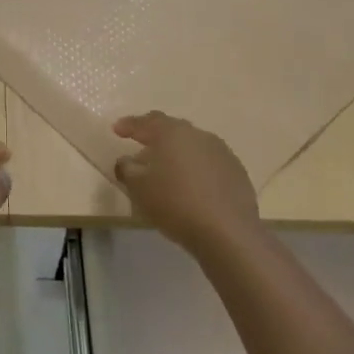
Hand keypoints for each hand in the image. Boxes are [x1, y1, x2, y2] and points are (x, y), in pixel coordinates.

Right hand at [113, 112, 261, 251]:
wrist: (227, 231)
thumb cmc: (175, 203)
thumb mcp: (139, 188)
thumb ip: (127, 169)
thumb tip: (126, 161)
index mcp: (172, 133)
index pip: (146, 122)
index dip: (129, 125)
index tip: (117, 129)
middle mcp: (198, 135)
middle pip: (172, 129)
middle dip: (155, 136)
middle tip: (141, 145)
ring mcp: (221, 152)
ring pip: (192, 146)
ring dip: (177, 153)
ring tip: (166, 169)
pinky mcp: (236, 171)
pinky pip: (209, 163)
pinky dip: (195, 168)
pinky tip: (191, 185)